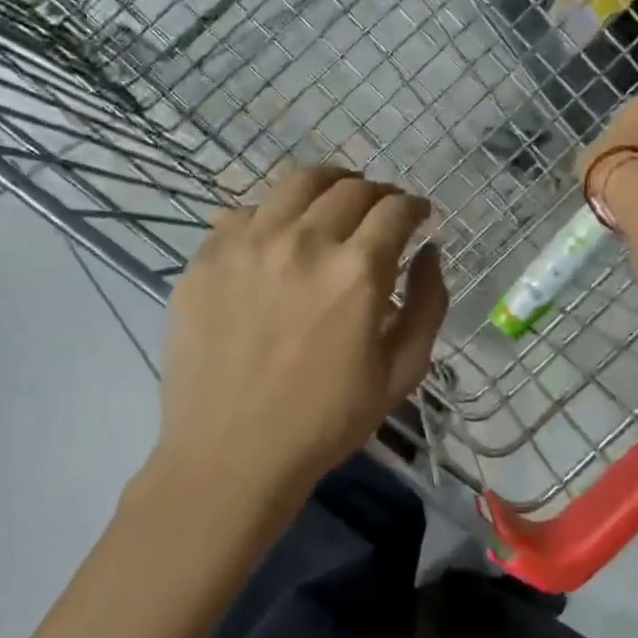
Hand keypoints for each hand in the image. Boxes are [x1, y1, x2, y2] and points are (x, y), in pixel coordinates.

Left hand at [147, 166, 448, 547]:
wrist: (231, 455)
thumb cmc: (325, 421)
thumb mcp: (401, 373)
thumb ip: (428, 304)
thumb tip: (430, 253)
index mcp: (357, 271)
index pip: (395, 209)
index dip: (414, 206)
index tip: (417, 216)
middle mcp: (304, 241)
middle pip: (350, 188)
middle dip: (377, 193)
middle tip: (380, 210)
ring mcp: (248, 243)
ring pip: (296, 182)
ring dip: (328, 185)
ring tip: (333, 201)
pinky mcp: (207, 257)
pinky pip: (244, 211)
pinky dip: (273, 212)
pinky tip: (277, 235)